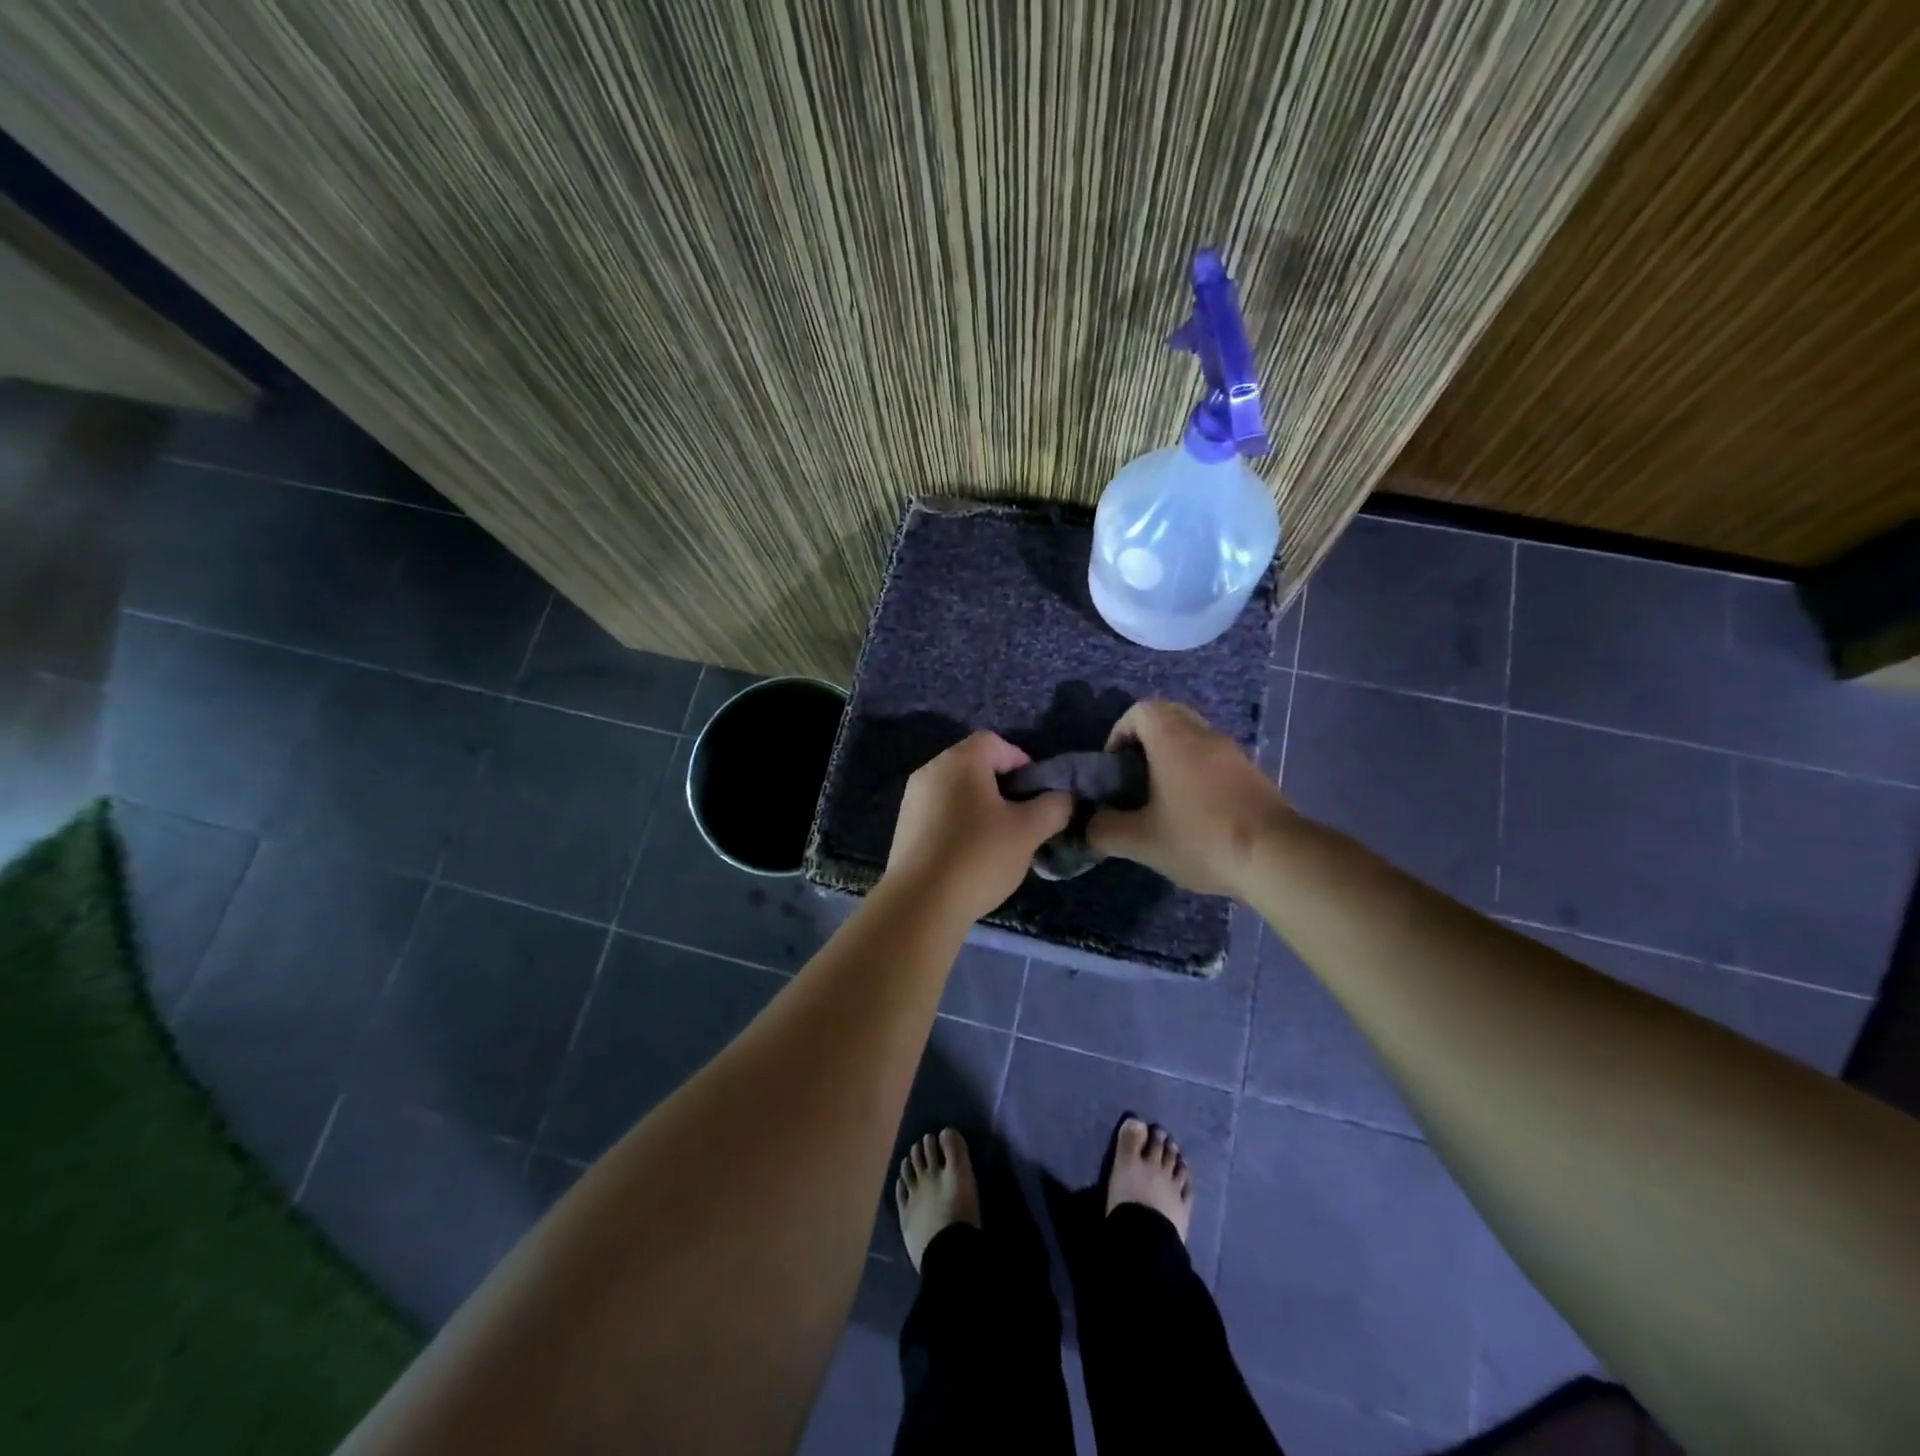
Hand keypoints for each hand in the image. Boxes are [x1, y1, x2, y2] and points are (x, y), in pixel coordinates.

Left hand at [884, 732, 1072, 921]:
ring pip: (956, 791)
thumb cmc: (978, 857)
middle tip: (1023, 818)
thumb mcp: (1029, 831)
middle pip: (974, 765)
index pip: (995, 742)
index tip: (1037, 793)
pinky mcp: (903, 828)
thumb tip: (1062, 798)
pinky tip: (971, 856)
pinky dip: (959, 824)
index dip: (1022, 761)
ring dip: (981, 807)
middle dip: (1003, 786)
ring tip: (1000, 841)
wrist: (920, 904)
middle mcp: (930, 771)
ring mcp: (912, 800)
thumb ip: (1053, 807)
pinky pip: (939, 813)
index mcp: (959, 761)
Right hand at [1087, 700, 1289, 895]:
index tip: (1113, 766)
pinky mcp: (1252, 774)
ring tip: (1160, 796)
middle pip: (1168, 716)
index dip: (1119, 732)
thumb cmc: (1201, 839)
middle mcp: (1204, 735)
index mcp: (1173, 739)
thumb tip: (1089, 825)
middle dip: (1145, 740)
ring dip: (1172, 755)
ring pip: (1194, 737)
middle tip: (1133, 775)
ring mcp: (1233, 753)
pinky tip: (1193, 810)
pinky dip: (1196, 771)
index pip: (1140, 710)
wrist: (1277, 858)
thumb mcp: (1141, 841)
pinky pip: (1214, 758)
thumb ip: (1105, 830)